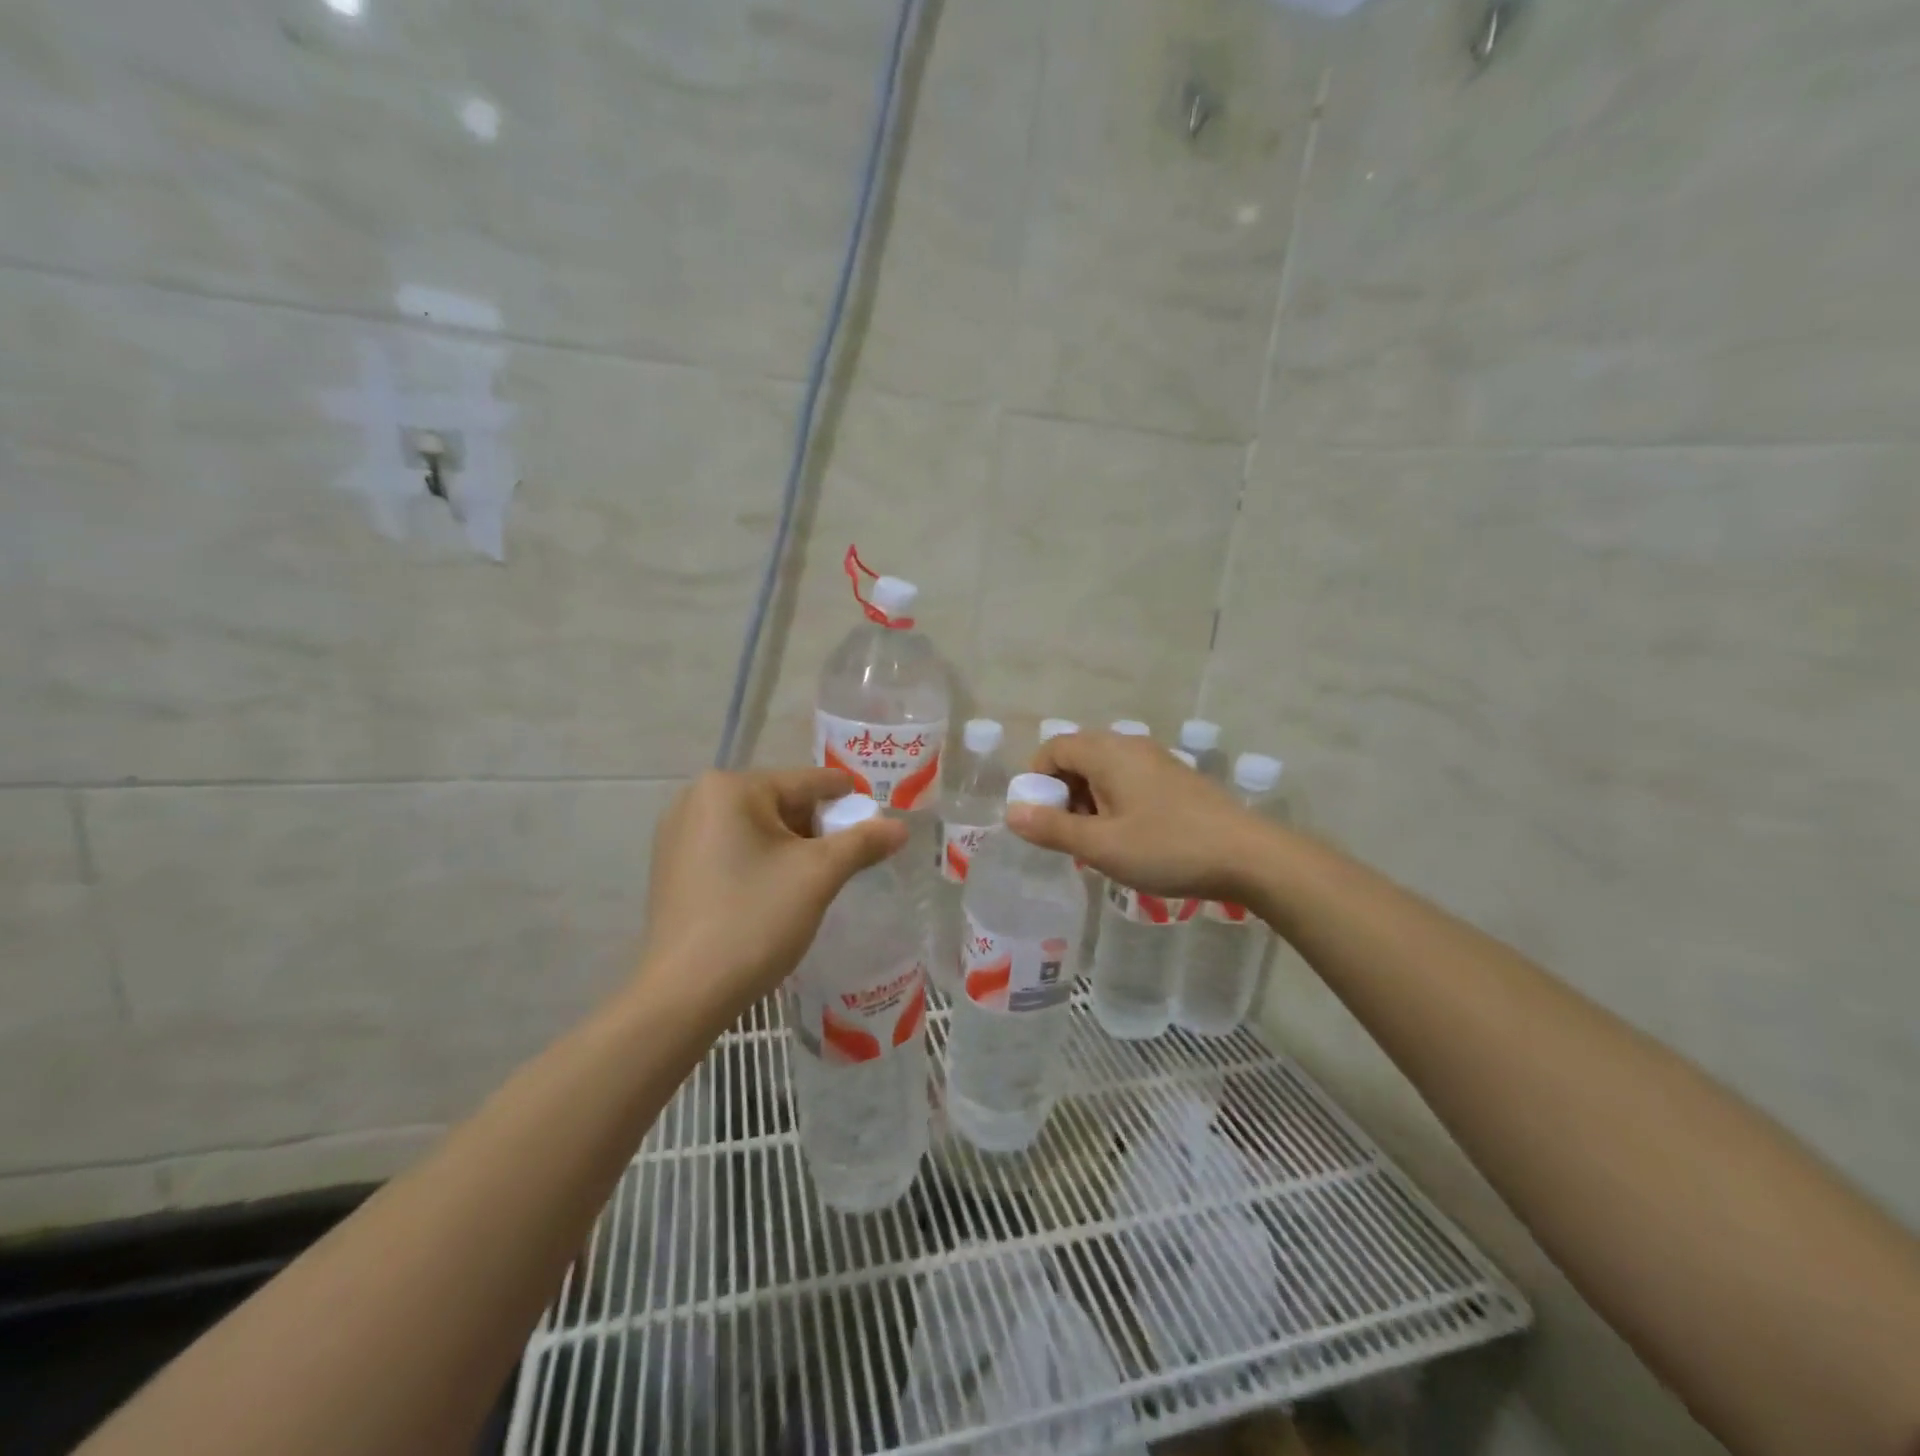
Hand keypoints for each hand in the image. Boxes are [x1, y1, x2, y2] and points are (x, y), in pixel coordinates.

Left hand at [639, 768, 907, 1018]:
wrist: (685, 994)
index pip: (806, 782)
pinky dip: (761, 862)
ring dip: (791, 847)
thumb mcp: (818, 876)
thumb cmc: (755, 919)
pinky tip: (776, 892)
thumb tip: (900, 827)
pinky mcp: (673, 867)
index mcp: (730, 787)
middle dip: (817, 829)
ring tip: (817, 879)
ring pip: (756, 828)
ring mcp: (678, 834)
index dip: (847, 800)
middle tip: (848, 858)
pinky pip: (731, 849)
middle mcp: (697, 799)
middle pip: (780, 803)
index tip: (877, 818)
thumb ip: (863, 843)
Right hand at [1006, 730, 1261, 901]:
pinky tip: (1130, 839)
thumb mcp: (1102, 846)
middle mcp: (1130, 746)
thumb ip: (1053, 829)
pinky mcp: (1176, 779)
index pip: (1054, 748)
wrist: (1249, 856)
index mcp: (1108, 753)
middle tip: (1070, 836)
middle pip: (1078, 757)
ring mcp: (1157, 760)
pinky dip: (1115, 803)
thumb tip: (1012, 814)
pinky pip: (1129, 781)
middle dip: (1063, 794)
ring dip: (1089, 802)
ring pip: (1104, 771)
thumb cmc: (1168, 848)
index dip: (1037, 779)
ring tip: (1099, 843)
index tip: (1040, 819)